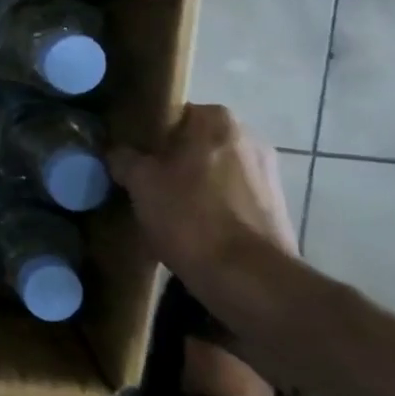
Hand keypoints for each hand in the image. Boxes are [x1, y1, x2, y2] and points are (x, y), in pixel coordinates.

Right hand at [107, 104, 297, 284]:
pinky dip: (213, 208)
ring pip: (214, 171)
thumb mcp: (140, 183)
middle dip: (171, 161)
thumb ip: (124, 158)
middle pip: (194, 144)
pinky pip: (231, 198)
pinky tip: (192, 230)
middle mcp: (249, 137)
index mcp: (216, 120)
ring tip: (165, 211)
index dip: (147, 136)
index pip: (172, 115)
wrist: (249, 280)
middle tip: (142, 184)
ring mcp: (268, 174)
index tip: (130, 157)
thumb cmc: (190, 217)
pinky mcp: (277, 209)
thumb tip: (117, 153)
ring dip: (193, 185)